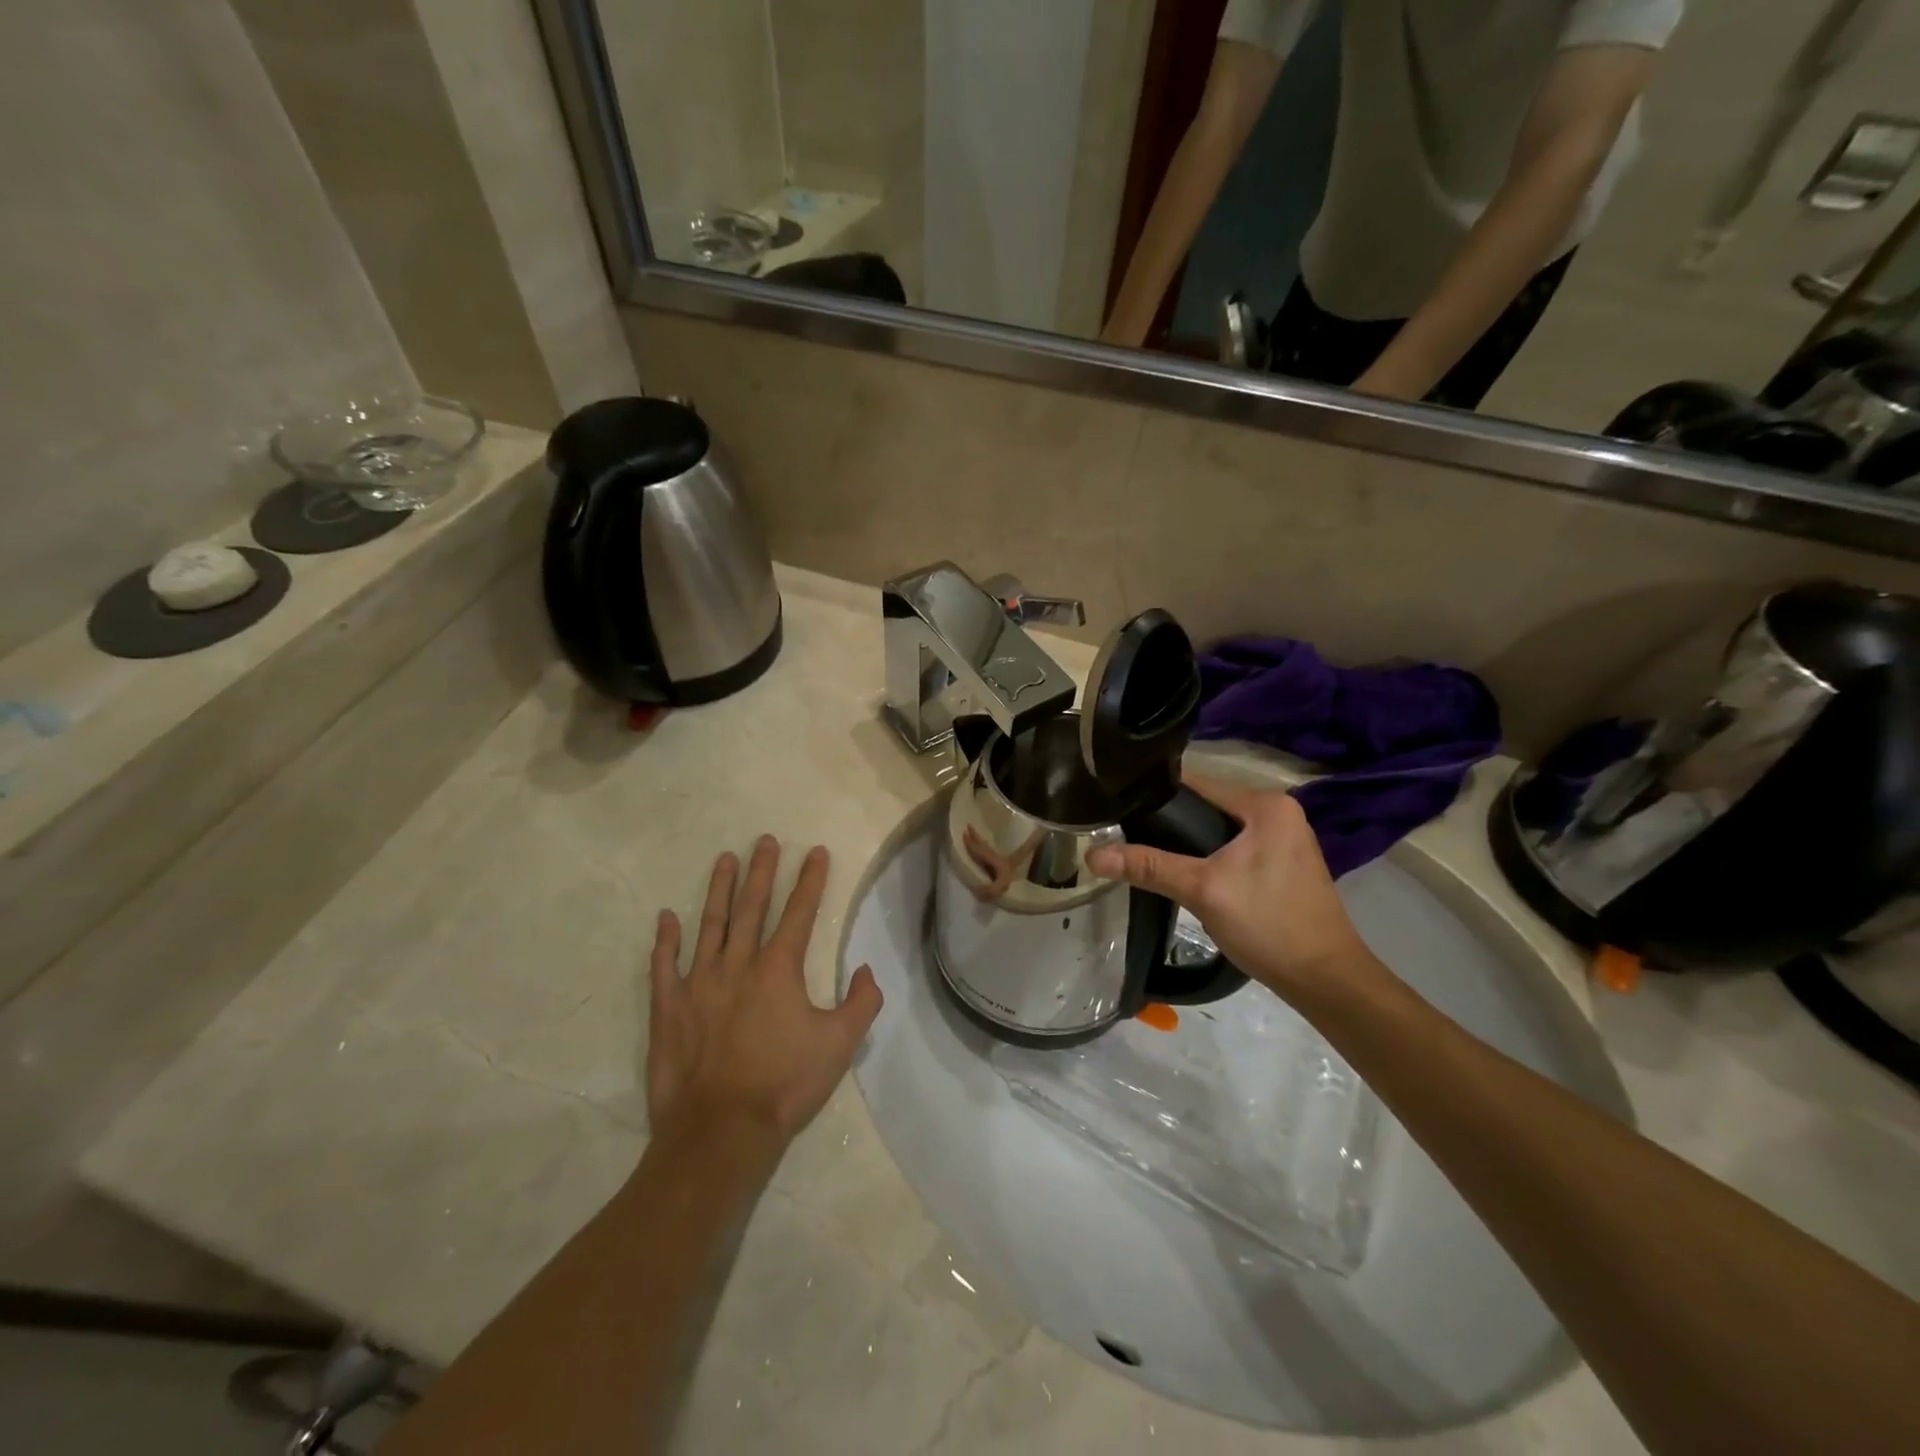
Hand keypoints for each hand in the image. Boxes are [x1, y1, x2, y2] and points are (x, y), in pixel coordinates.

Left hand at [647, 837, 882, 1143]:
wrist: (720, 1131)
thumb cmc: (784, 1085)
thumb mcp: (840, 1045)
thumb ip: (861, 1002)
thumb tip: (865, 970)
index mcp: (779, 969)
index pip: (800, 912)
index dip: (811, 880)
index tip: (816, 851)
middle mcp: (738, 964)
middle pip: (753, 906)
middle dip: (763, 871)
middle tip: (766, 840)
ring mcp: (698, 982)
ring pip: (711, 924)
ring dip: (719, 890)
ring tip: (724, 859)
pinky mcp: (668, 1007)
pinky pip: (664, 964)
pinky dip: (665, 939)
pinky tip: (666, 917)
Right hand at [1086, 775, 1379, 1006]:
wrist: (1326, 980)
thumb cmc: (1268, 924)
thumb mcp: (1203, 890)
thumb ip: (1149, 866)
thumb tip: (1092, 855)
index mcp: (1266, 804)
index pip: (1197, 782)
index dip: (1155, 793)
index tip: (1117, 806)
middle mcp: (1279, 811)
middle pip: (1207, 805)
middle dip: (1169, 820)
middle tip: (1124, 833)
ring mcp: (1284, 838)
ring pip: (1219, 828)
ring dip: (1187, 840)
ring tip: (1144, 851)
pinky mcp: (1283, 863)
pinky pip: (1234, 847)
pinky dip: (1209, 855)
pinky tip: (1183, 872)